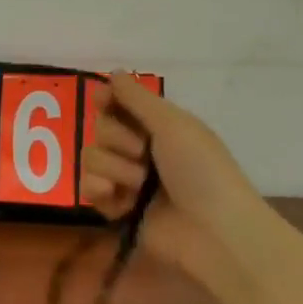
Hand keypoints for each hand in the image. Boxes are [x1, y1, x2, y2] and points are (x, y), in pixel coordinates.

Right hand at [79, 72, 261, 285]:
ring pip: (91, 157)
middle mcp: (140, 150)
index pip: (119, 104)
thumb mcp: (173, 125)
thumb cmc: (201, 170)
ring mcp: (127, 180)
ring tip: (140, 186)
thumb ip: (137, 98)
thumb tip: (114, 72)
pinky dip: (100, 190)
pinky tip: (118, 199)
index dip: (107, 100)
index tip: (102, 100)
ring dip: (114, 168)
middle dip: (117, 140)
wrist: (214, 231)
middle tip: (143, 154)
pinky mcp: (117, 209)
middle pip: (100, 129)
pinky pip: (88, 188)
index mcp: (159, 127)